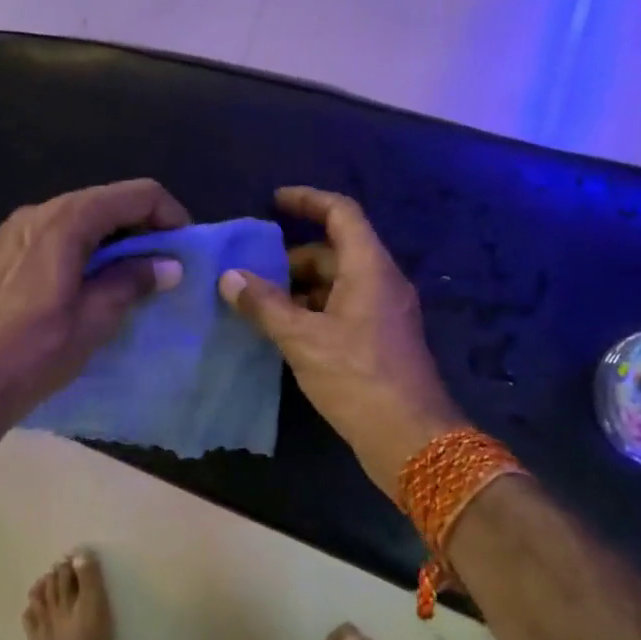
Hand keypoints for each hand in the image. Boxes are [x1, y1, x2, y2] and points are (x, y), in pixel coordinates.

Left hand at [0, 179, 189, 421]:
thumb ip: (133, 280)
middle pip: (104, 201)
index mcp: (65, 220)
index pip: (135, 194)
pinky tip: (83, 283)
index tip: (183, 248)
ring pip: (76, 217)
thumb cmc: (37, 350)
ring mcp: (11, 230)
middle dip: (139, 226)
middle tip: (161, 264)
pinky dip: (78, 247)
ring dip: (109, 238)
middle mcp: (37, 212)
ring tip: (126, 275)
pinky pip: (50, 234)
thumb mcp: (95, 318)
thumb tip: (168, 266)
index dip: (168, 214)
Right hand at [219, 186, 464, 498]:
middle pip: (335, 250)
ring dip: (300, 287)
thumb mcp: (303, 339)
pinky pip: (343, 307)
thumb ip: (264, 305)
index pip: (341, 212)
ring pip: (337, 282)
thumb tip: (229, 277)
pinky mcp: (380, 339)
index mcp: (370, 268)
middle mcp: (381, 282)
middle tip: (253, 273)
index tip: (274, 202)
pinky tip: (285, 332)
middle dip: (292, 257)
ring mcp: (384, 312)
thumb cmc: (357, 378)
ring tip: (260, 305)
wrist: (411, 439)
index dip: (308, 200)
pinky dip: (313, 310)